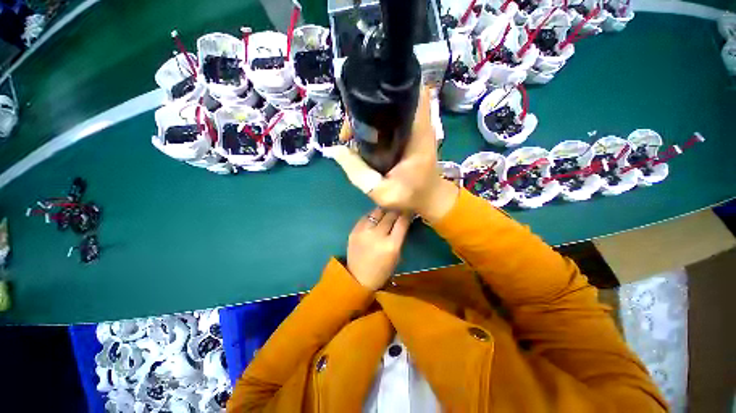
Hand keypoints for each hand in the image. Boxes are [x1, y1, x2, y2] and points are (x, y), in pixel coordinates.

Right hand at [332, 88, 459, 222]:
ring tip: (353, 133)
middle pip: (394, 98)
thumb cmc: (410, 197)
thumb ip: (359, 173)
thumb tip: (334, 150)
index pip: (410, 92)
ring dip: (369, 115)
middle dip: (368, 106)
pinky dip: (375, 124)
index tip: (361, 105)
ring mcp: (415, 128)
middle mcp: (418, 125)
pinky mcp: (410, 134)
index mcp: (417, 135)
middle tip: (351, 126)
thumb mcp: (382, 192)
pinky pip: (390, 120)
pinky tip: (363, 137)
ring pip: (390, 108)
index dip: (386, 89)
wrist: (429, 198)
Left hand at [347, 208, 411, 290]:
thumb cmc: (382, 270)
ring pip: (377, 212)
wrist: (358, 278)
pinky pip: (366, 217)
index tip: (408, 210)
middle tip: (399, 210)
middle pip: (390, 214)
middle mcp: (377, 235)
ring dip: (384, 211)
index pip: (402, 222)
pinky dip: (372, 216)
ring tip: (386, 212)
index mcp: (391, 245)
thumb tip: (402, 220)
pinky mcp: (354, 231)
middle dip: (396, 211)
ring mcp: (364, 231)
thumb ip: (399, 236)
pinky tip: (375, 219)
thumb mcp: (396, 255)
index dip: (407, 214)